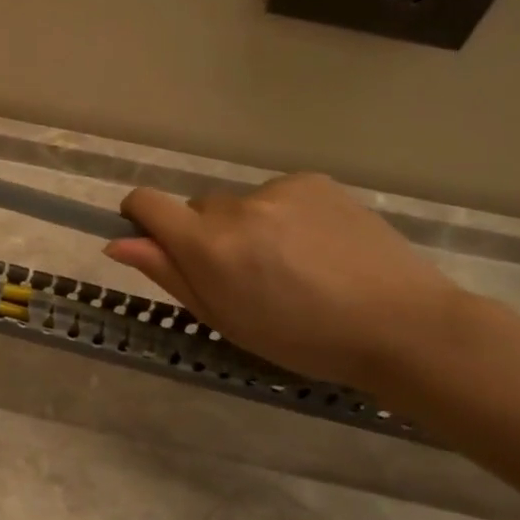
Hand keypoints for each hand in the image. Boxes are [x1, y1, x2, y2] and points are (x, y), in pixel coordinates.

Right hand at [104, 172, 463, 390]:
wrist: (401, 326)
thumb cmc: (300, 338)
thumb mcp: (222, 318)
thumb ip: (167, 274)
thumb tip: (118, 243)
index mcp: (209, 246)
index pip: (147, 203)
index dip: (139, 216)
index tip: (152, 238)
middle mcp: (237, 208)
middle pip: (197, 208)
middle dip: (206, 235)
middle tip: (244, 274)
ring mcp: (279, 190)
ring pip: (239, 204)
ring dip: (248, 227)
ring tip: (291, 264)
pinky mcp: (314, 182)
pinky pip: (277, 195)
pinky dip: (283, 216)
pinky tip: (316, 247)